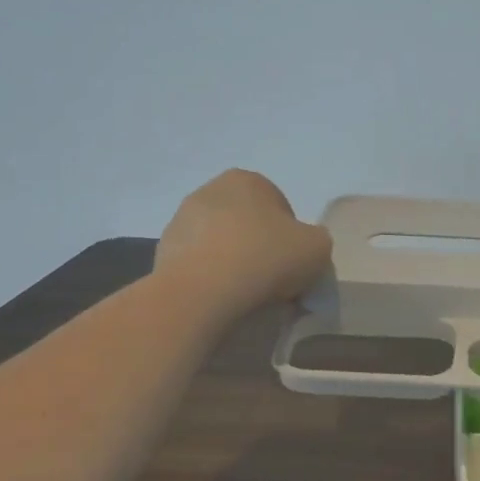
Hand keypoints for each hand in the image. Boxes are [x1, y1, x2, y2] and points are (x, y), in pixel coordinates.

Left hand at [156, 170, 331, 318]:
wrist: (201, 295)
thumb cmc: (264, 258)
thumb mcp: (317, 247)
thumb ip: (316, 240)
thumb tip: (302, 248)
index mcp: (246, 180)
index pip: (280, 207)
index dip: (292, 237)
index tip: (294, 263)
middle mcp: (209, 191)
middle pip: (248, 223)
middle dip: (260, 247)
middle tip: (274, 280)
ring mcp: (180, 222)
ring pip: (222, 244)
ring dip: (234, 263)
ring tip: (247, 295)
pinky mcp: (162, 254)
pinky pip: (199, 266)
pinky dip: (211, 280)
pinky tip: (222, 301)